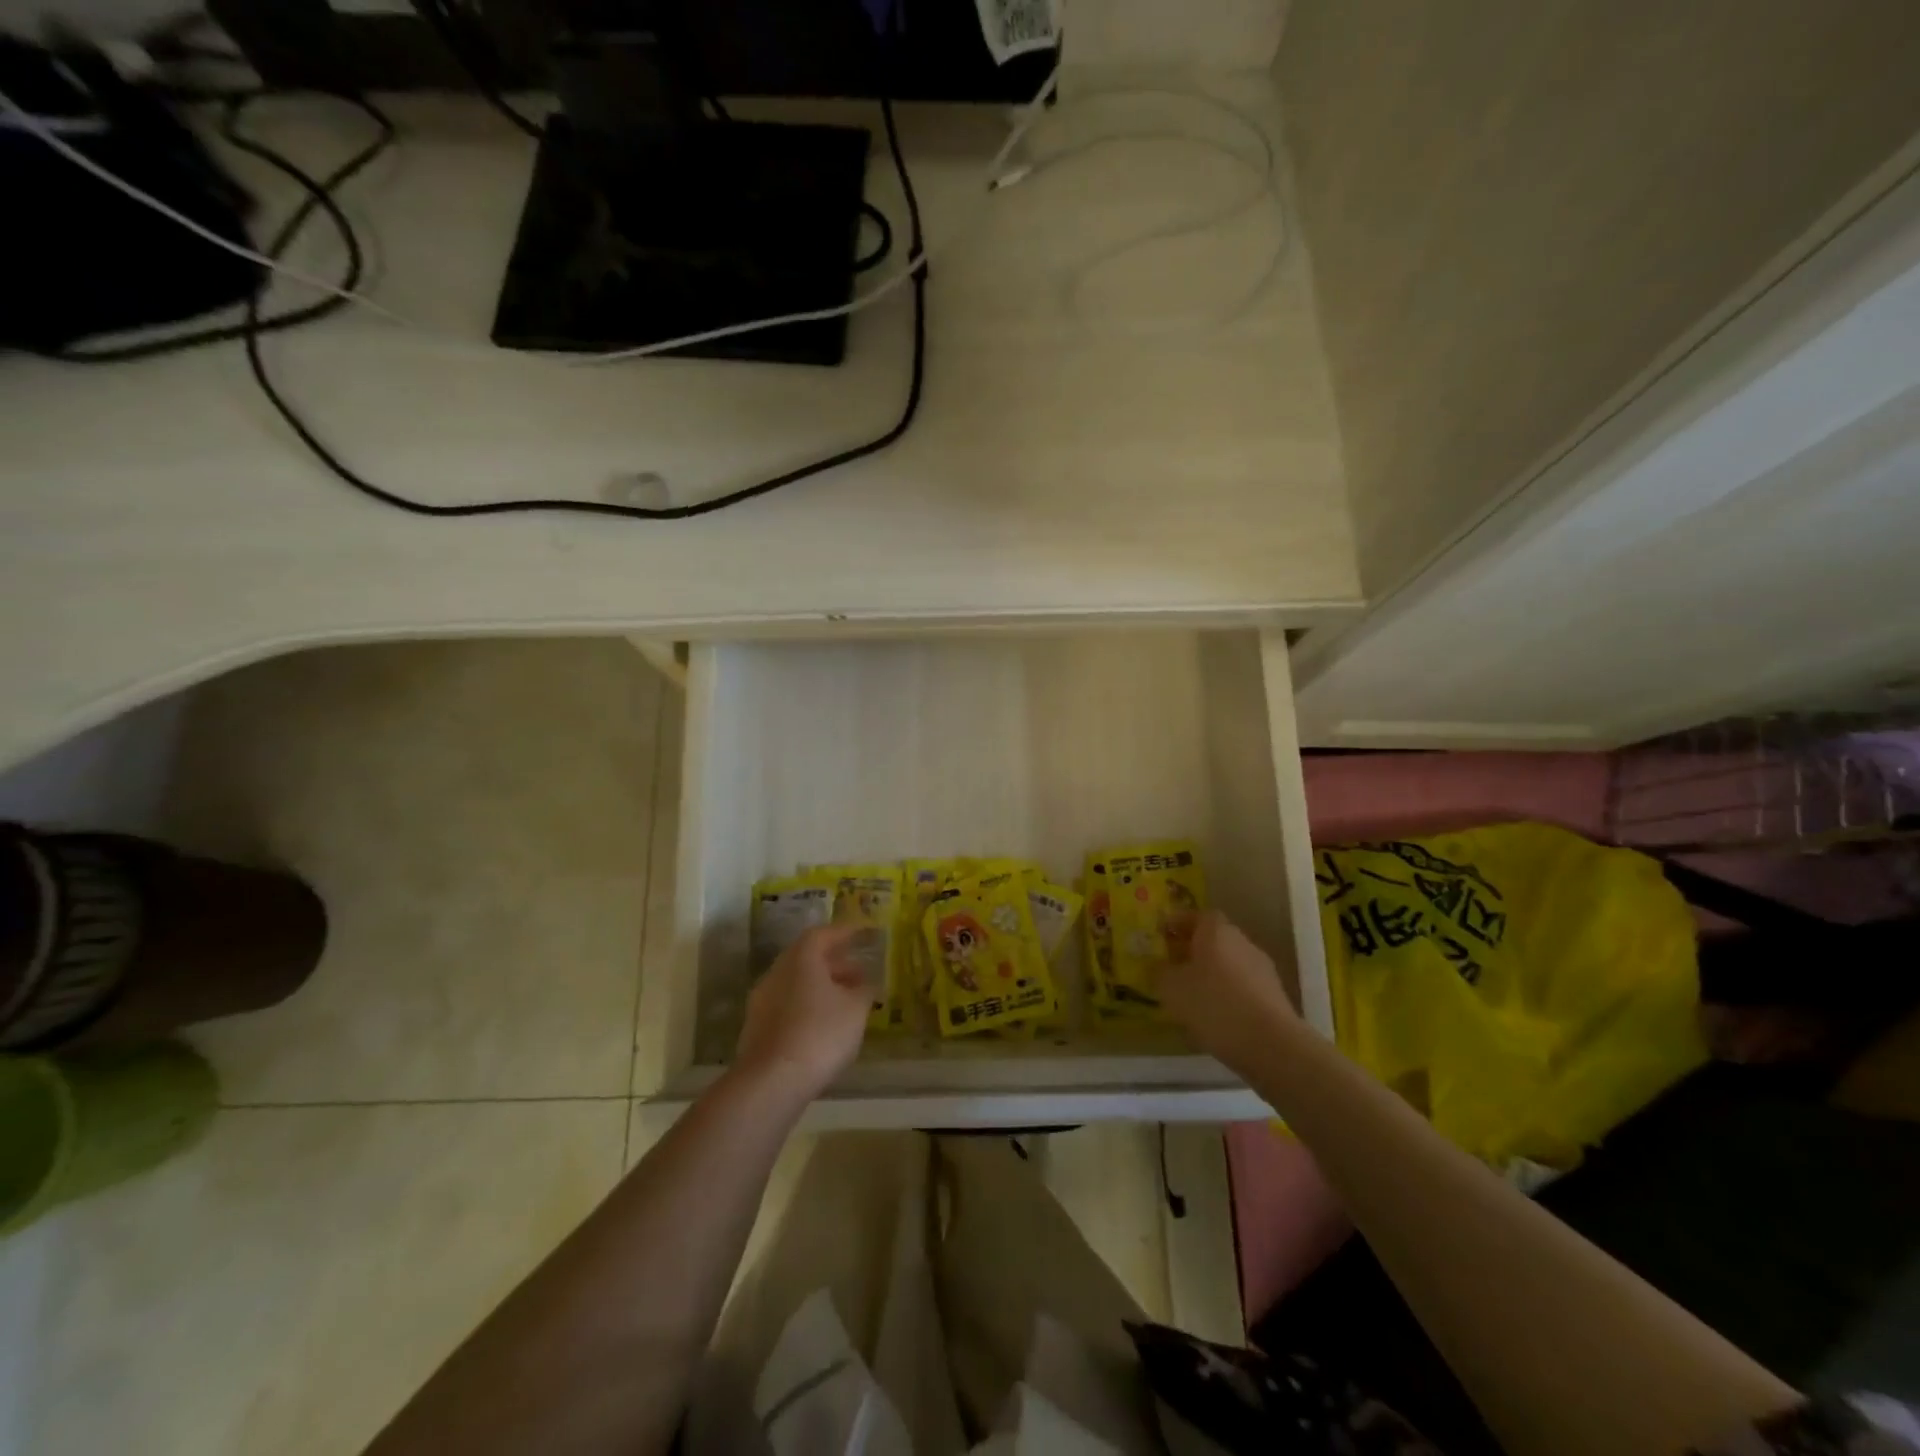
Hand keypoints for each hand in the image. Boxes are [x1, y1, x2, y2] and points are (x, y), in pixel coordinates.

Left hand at [731, 925, 873, 1103]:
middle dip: (836, 964)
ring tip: (847, 1003)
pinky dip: (808, 1007)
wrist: (770, 1082)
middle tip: (860, 974)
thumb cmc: (819, 1034)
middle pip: (807, 958)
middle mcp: (777, 972)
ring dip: (822, 987)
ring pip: (797, 984)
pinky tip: (825, 1027)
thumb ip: (864, 991)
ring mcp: (762, 1001)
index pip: (823, 934)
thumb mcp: (855, 1010)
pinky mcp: (757, 1028)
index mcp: (800, 958)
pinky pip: (788, 1006)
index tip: (864, 935)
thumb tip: (866, 985)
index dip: (845, 933)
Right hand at [1152, 910, 1298, 1069]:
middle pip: (1215, 939)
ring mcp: (1262, 970)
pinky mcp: (1274, 997)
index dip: (1179, 923)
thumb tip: (1159, 965)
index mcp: (1217, 931)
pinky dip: (1226, 994)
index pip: (1197, 915)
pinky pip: (1242, 987)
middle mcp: (1242, 943)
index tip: (1162, 935)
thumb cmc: (1214, 1005)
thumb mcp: (1172, 988)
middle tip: (1172, 965)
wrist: (1272, 1045)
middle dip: (1193, 950)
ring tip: (1190, 996)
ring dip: (1210, 974)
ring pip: (1229, 964)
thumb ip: (1160, 972)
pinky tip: (1214, 1016)